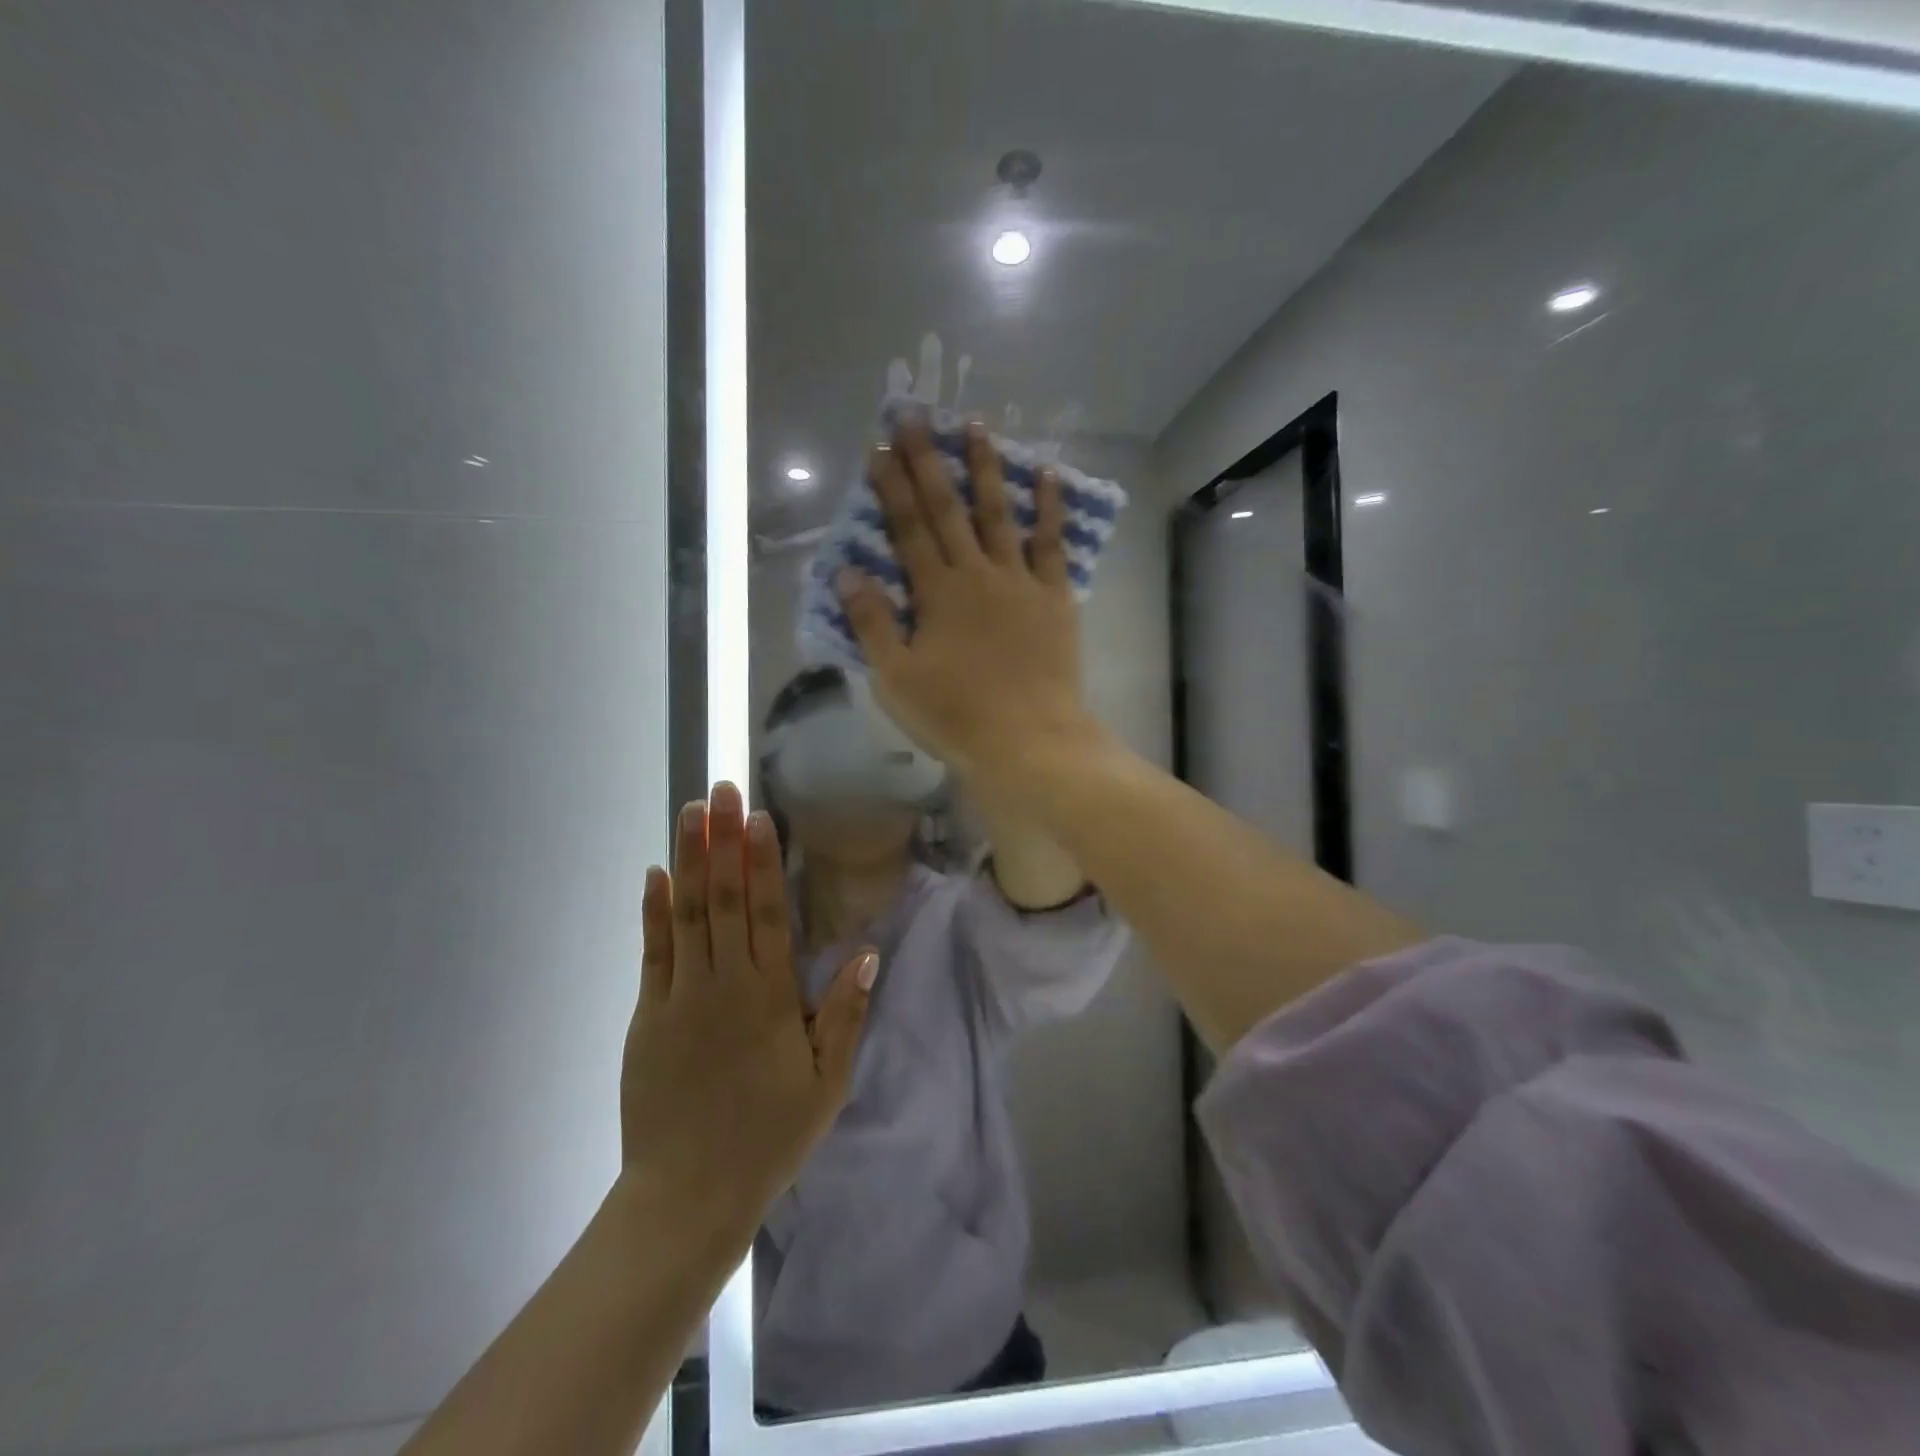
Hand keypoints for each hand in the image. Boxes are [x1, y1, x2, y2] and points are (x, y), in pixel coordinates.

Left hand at [620, 782, 877, 1230]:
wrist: (688, 1196)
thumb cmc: (769, 1137)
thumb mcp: (827, 1084)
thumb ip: (844, 1015)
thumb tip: (867, 952)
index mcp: (772, 998)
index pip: (770, 913)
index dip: (764, 861)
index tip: (758, 816)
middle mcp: (726, 985)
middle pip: (726, 899)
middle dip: (723, 840)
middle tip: (720, 789)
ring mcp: (681, 997)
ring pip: (687, 914)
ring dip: (689, 859)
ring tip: (689, 812)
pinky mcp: (647, 1016)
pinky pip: (653, 952)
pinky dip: (654, 910)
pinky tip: (655, 874)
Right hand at [837, 419, 1099, 788]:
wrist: (1029, 740)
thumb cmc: (956, 715)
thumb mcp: (896, 678)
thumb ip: (874, 623)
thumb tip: (849, 573)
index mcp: (936, 593)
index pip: (907, 529)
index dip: (891, 488)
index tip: (879, 448)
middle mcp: (977, 574)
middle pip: (948, 510)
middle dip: (928, 461)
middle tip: (915, 416)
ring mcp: (1020, 581)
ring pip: (999, 514)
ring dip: (985, 469)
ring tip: (976, 426)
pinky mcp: (1055, 597)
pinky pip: (1052, 544)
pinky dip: (1049, 508)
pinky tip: (1047, 475)